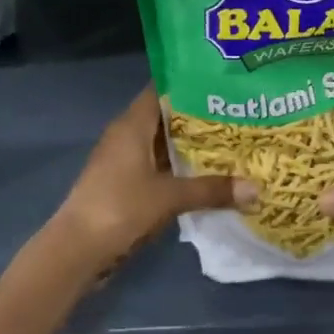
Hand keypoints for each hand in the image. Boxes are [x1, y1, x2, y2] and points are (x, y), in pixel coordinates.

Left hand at [49, 88, 255, 269]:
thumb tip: (256, 189)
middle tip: (238, 116)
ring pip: (163, 144)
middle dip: (199, 118)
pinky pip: (158, 166)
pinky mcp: (125, 184)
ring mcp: (124, 160)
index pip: (162, 90)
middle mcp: (127, 135)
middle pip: (166, 117)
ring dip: (191, 146)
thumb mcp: (170, 197)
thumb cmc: (120, 208)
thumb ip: (211, 190)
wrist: (77, 249)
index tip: (223, 84)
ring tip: (232, 144)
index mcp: (132, 124)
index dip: (191, 85)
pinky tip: (207, 176)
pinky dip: (180, 169)